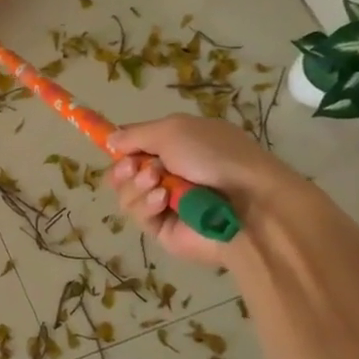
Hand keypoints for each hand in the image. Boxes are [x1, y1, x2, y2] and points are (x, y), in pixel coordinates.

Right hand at [106, 115, 293, 265]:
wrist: (248, 204)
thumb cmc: (215, 157)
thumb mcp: (173, 130)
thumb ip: (135, 134)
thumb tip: (110, 141)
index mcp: (178, 145)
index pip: (137, 145)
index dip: (121, 145)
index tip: (109, 145)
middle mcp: (170, 173)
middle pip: (124, 172)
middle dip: (124, 168)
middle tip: (135, 167)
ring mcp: (166, 202)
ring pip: (127, 193)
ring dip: (136, 185)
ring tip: (158, 183)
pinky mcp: (163, 229)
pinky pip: (138, 215)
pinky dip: (146, 204)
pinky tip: (163, 201)